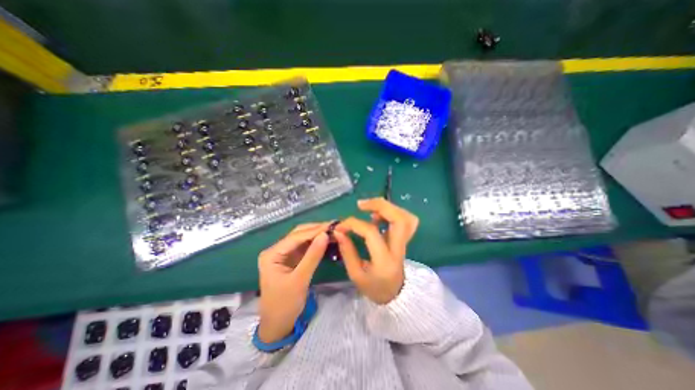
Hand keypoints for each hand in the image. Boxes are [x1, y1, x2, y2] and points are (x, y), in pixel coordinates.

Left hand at [256, 224, 329, 342]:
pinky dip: (316, 244)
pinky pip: (305, 247)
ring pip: (303, 239)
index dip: (314, 230)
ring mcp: (284, 254)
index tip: (332, 226)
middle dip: (316, 230)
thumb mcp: (300, 280)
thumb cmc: (285, 304)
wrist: (278, 325)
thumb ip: (313, 256)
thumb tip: (325, 235)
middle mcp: (276, 250)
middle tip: (334, 226)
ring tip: (333, 231)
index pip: (295, 237)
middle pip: (298, 235)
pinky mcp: (291, 259)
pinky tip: (326, 240)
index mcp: (272, 254)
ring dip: (317, 235)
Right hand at [335, 198, 417, 303]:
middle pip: (399, 219)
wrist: (396, 296)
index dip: (354, 224)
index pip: (371, 233)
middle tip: (360, 205)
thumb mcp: (356, 275)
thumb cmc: (374, 288)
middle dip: (379, 205)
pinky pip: (405, 219)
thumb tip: (338, 231)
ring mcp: (405, 243)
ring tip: (369, 209)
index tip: (340, 226)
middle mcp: (399, 249)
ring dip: (387, 207)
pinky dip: (392, 212)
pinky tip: (378, 216)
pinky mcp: (404, 239)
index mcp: (385, 260)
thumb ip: (347, 251)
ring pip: (405, 216)